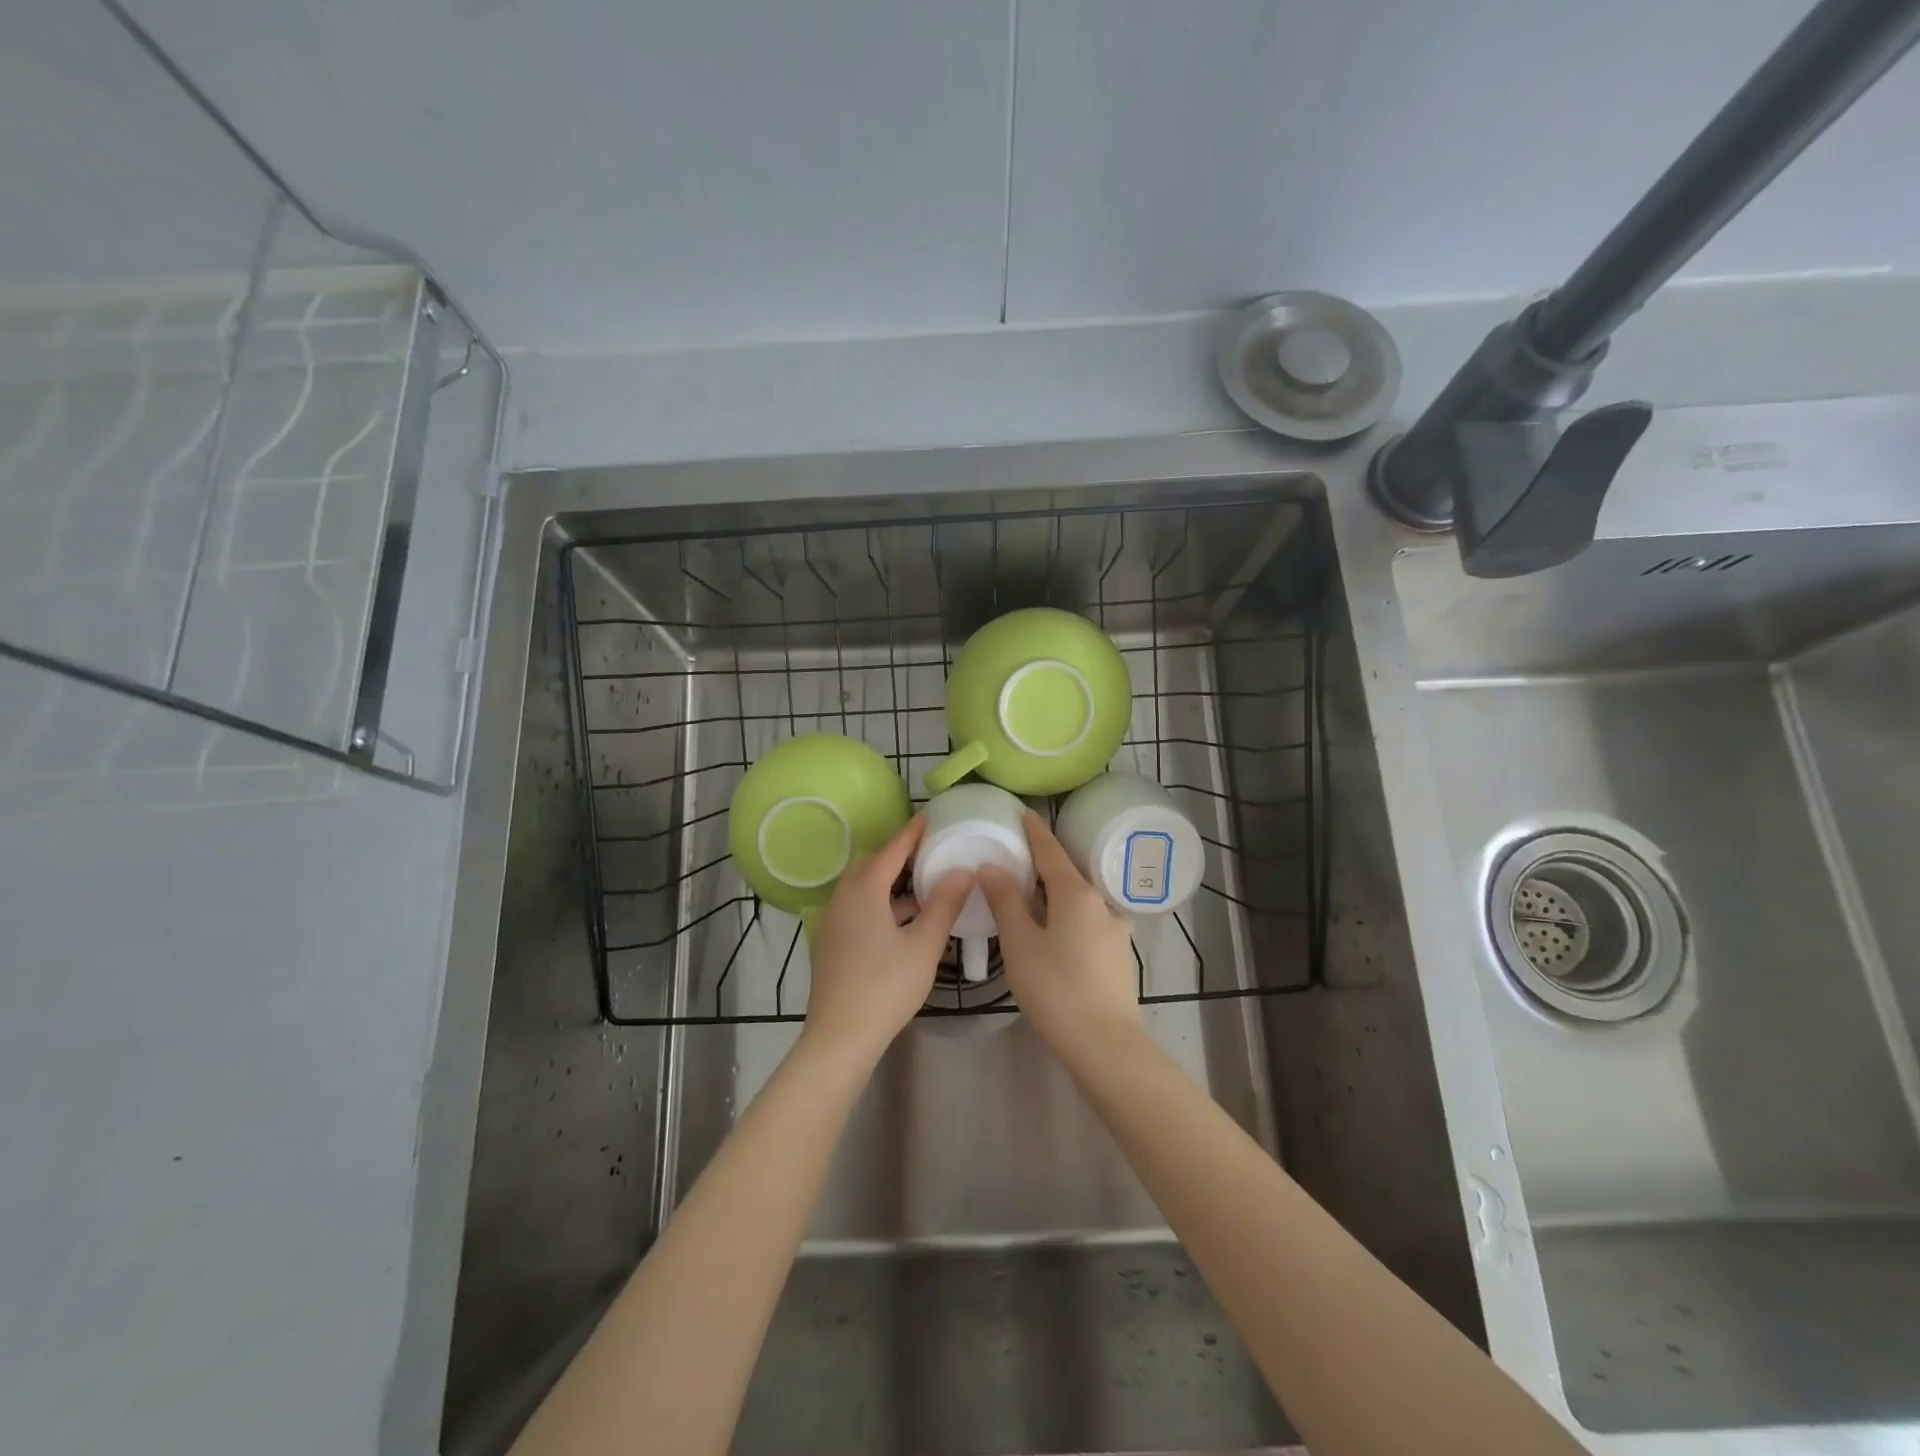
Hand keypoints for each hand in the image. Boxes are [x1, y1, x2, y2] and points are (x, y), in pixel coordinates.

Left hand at [802, 816, 971, 1066]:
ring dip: (887, 881)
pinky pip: (855, 907)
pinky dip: (877, 902)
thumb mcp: (924, 945)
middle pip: (870, 864)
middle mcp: (841, 898)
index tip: (928, 818)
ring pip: (860, 887)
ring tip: (920, 886)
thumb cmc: (886, 988)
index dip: (911, 833)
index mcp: (863, 891)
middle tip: (926, 852)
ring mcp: (831, 921)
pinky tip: (901, 921)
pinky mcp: (829, 942)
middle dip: (896, 854)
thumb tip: (962, 871)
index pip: (891, 850)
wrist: (839, 1038)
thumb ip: (944, 905)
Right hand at [978, 811, 1137, 1053]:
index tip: (1024, 813)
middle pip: (1068, 874)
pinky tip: (1055, 936)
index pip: (1051, 851)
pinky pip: (1089, 923)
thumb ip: (1005, 901)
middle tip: (1019, 860)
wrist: (1105, 1044)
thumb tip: (992, 866)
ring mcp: (1116, 930)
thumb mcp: (1020, 943)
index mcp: (1077, 893)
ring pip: (1080, 901)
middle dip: (1045, 866)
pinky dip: (1069, 918)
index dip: (1035, 831)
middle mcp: (1102, 903)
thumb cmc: (1055, 988)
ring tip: (1032, 902)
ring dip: (1057, 896)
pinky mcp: (1119, 955)